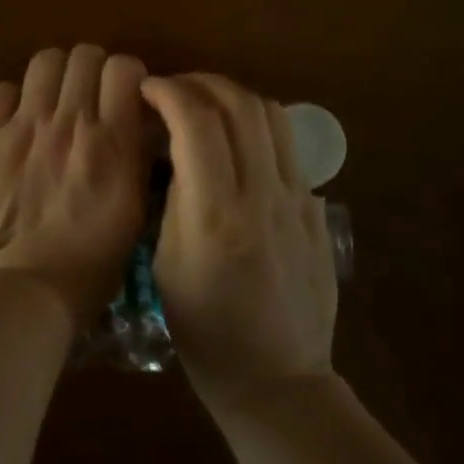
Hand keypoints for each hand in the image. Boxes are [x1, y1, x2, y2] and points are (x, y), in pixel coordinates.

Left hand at [0, 45, 150, 327]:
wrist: (22, 292)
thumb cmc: (90, 265)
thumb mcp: (134, 212)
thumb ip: (137, 159)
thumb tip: (139, 126)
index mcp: (112, 140)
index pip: (124, 66)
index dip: (127, 75)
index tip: (126, 96)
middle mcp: (70, 120)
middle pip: (84, 55)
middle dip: (92, 70)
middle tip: (90, 96)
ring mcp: (24, 125)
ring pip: (44, 61)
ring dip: (55, 75)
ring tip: (54, 100)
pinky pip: (0, 91)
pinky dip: (12, 99)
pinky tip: (16, 122)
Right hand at [142, 73, 337, 415]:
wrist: (278, 380)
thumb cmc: (206, 334)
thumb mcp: (166, 266)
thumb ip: (174, 199)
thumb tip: (177, 150)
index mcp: (215, 214)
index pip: (196, 121)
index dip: (168, 92)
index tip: (147, 89)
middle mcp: (262, 194)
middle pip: (239, 104)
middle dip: (200, 83)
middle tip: (173, 89)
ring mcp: (297, 198)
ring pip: (271, 114)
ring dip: (233, 96)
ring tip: (206, 105)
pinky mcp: (315, 207)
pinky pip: (288, 144)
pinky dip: (257, 124)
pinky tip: (238, 141)